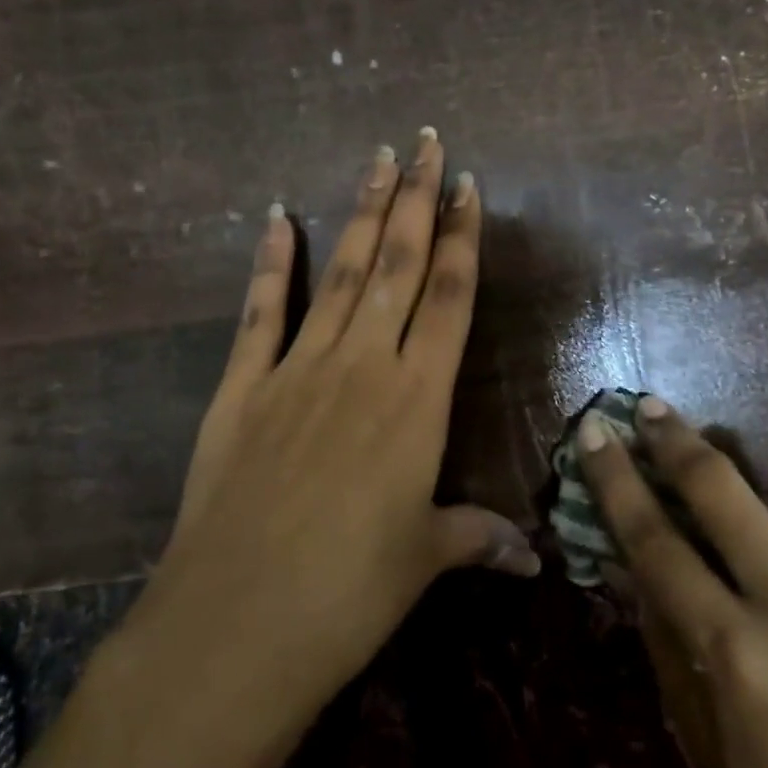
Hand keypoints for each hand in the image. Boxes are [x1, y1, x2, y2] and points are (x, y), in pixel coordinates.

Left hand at [142, 127, 537, 720]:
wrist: (236, 624)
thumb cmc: (348, 595)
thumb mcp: (422, 561)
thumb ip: (475, 539)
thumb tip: (531, 557)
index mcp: (416, 401)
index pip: (448, 298)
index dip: (461, 239)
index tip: (467, 186)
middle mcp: (362, 365)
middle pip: (396, 264)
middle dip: (415, 199)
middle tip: (427, 143)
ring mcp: (297, 368)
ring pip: (340, 271)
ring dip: (361, 211)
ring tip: (378, 158)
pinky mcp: (241, 385)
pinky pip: (261, 309)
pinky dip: (270, 260)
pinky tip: (277, 216)